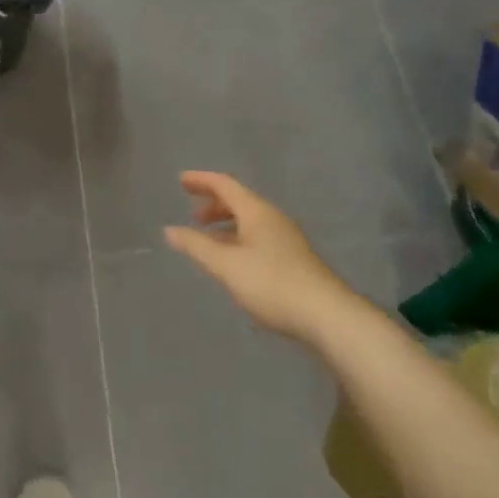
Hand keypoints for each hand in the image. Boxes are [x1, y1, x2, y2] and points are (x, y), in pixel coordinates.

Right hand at [164, 172, 357, 340]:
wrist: (329, 317)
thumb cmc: (272, 284)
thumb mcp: (226, 266)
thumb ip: (196, 246)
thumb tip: (169, 230)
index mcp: (257, 212)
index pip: (225, 185)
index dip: (201, 180)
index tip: (180, 180)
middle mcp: (273, 219)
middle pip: (239, 201)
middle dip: (213, 204)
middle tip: (192, 214)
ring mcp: (286, 240)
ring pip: (250, 221)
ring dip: (226, 224)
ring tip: (208, 239)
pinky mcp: (294, 260)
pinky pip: (258, 238)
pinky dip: (238, 239)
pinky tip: (233, 261)